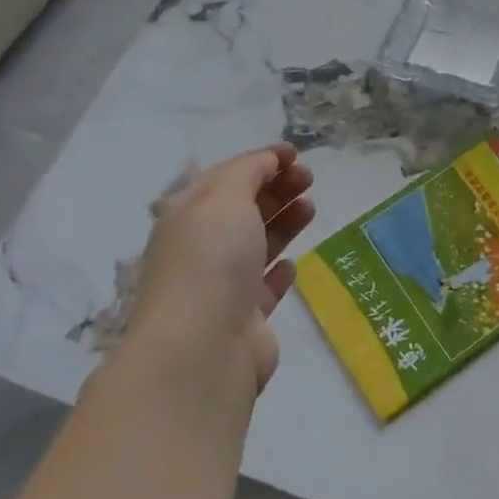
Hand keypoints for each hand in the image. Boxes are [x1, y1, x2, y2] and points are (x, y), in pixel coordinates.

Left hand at [120, 144, 315, 406]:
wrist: (204, 345)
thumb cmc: (212, 259)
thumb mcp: (226, 198)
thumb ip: (249, 172)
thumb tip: (267, 161)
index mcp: (188, 215)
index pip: (225, 177)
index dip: (259, 161)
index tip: (295, 154)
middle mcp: (201, 248)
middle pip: (243, 209)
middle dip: (276, 188)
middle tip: (309, 178)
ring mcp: (223, 285)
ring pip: (257, 245)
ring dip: (283, 222)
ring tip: (310, 207)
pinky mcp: (245, 318)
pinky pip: (264, 287)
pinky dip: (279, 271)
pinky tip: (293, 263)